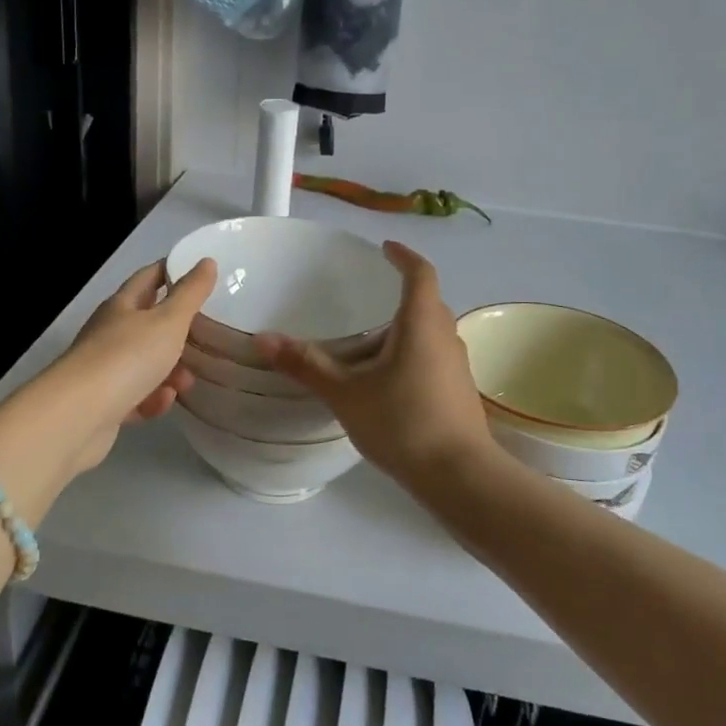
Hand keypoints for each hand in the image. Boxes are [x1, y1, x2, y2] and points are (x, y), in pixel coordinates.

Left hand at [57, 258, 215, 471]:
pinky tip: (161, 404)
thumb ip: (190, 293)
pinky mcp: (103, 404)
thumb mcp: (168, 321)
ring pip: (145, 363)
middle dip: (178, 332)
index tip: (199, 274)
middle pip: (148, 324)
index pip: (148, 277)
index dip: (172, 272)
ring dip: (170, 371)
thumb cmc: (127, 357)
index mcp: (121, 306)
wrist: (78, 416)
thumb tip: (206, 261)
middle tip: (204, 337)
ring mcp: (103, 369)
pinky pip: (135, 396)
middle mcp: (109, 333)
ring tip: (186, 383)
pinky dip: (152, 399)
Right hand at [254, 243, 493, 488]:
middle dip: (401, 293)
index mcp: (422, 323)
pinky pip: (435, 355)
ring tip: (372, 338)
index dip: (403, 256)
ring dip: (406, 327)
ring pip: (431, 331)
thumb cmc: (403, 423)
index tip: (385, 248)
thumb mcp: (346, 394)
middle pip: (427, 301)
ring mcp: (457, 365)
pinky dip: (413, 352)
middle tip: (369, 296)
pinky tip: (388, 379)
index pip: (420, 273)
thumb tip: (264, 338)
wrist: (461, 477)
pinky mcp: (459, 391)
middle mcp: (446, 336)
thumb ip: (307, 365)